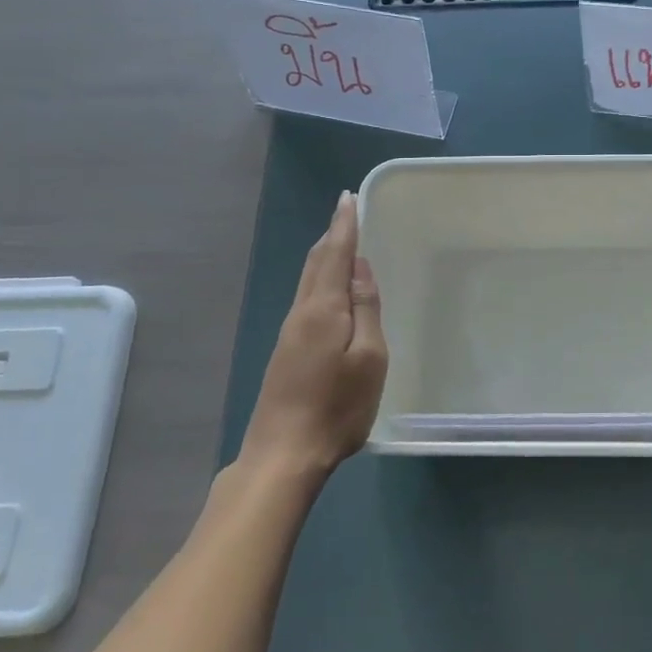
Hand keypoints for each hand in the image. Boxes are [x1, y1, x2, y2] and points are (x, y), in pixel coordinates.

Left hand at [241, 191, 387, 476]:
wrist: (283, 455)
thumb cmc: (337, 407)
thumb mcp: (368, 358)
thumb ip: (365, 309)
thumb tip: (360, 266)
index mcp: (323, 310)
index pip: (335, 254)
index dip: (343, 224)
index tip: (348, 197)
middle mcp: (301, 313)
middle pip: (316, 263)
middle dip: (332, 235)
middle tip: (347, 212)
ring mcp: (290, 333)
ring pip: (308, 280)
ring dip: (325, 255)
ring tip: (342, 240)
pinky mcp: (287, 352)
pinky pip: (306, 298)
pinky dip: (320, 279)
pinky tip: (329, 288)